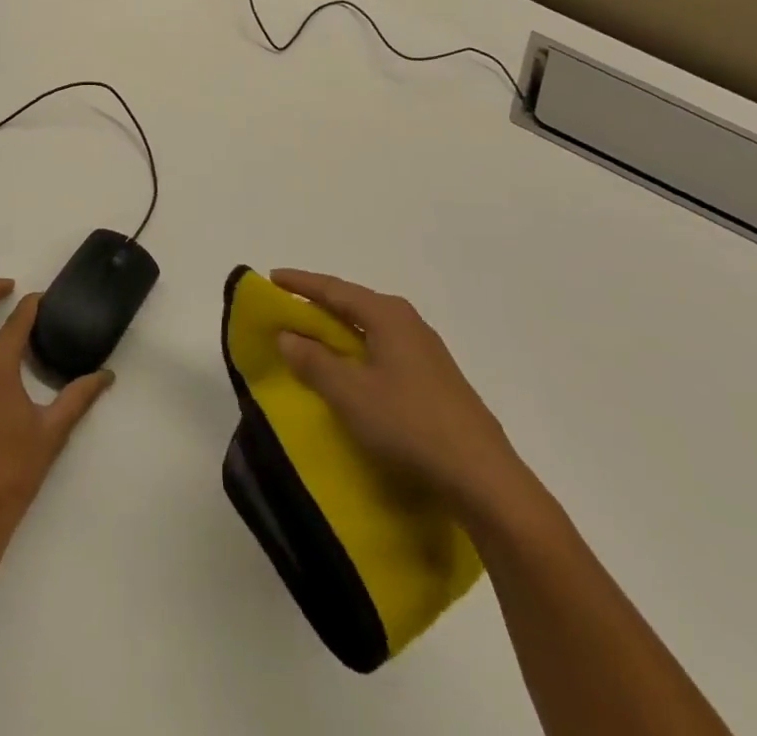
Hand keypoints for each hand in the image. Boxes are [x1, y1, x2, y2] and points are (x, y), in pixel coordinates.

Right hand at [271, 269, 539, 532]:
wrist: (484, 479)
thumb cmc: (410, 425)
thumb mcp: (350, 394)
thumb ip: (314, 361)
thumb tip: (287, 334)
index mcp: (388, 315)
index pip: (334, 289)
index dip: (300, 283)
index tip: (272, 277)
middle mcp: (409, 323)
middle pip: (354, 304)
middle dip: (320, 304)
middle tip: (288, 308)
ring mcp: (426, 352)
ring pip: (371, 328)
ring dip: (339, 330)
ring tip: (313, 338)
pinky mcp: (435, 380)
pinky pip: (384, 350)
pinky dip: (358, 351)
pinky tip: (352, 371)